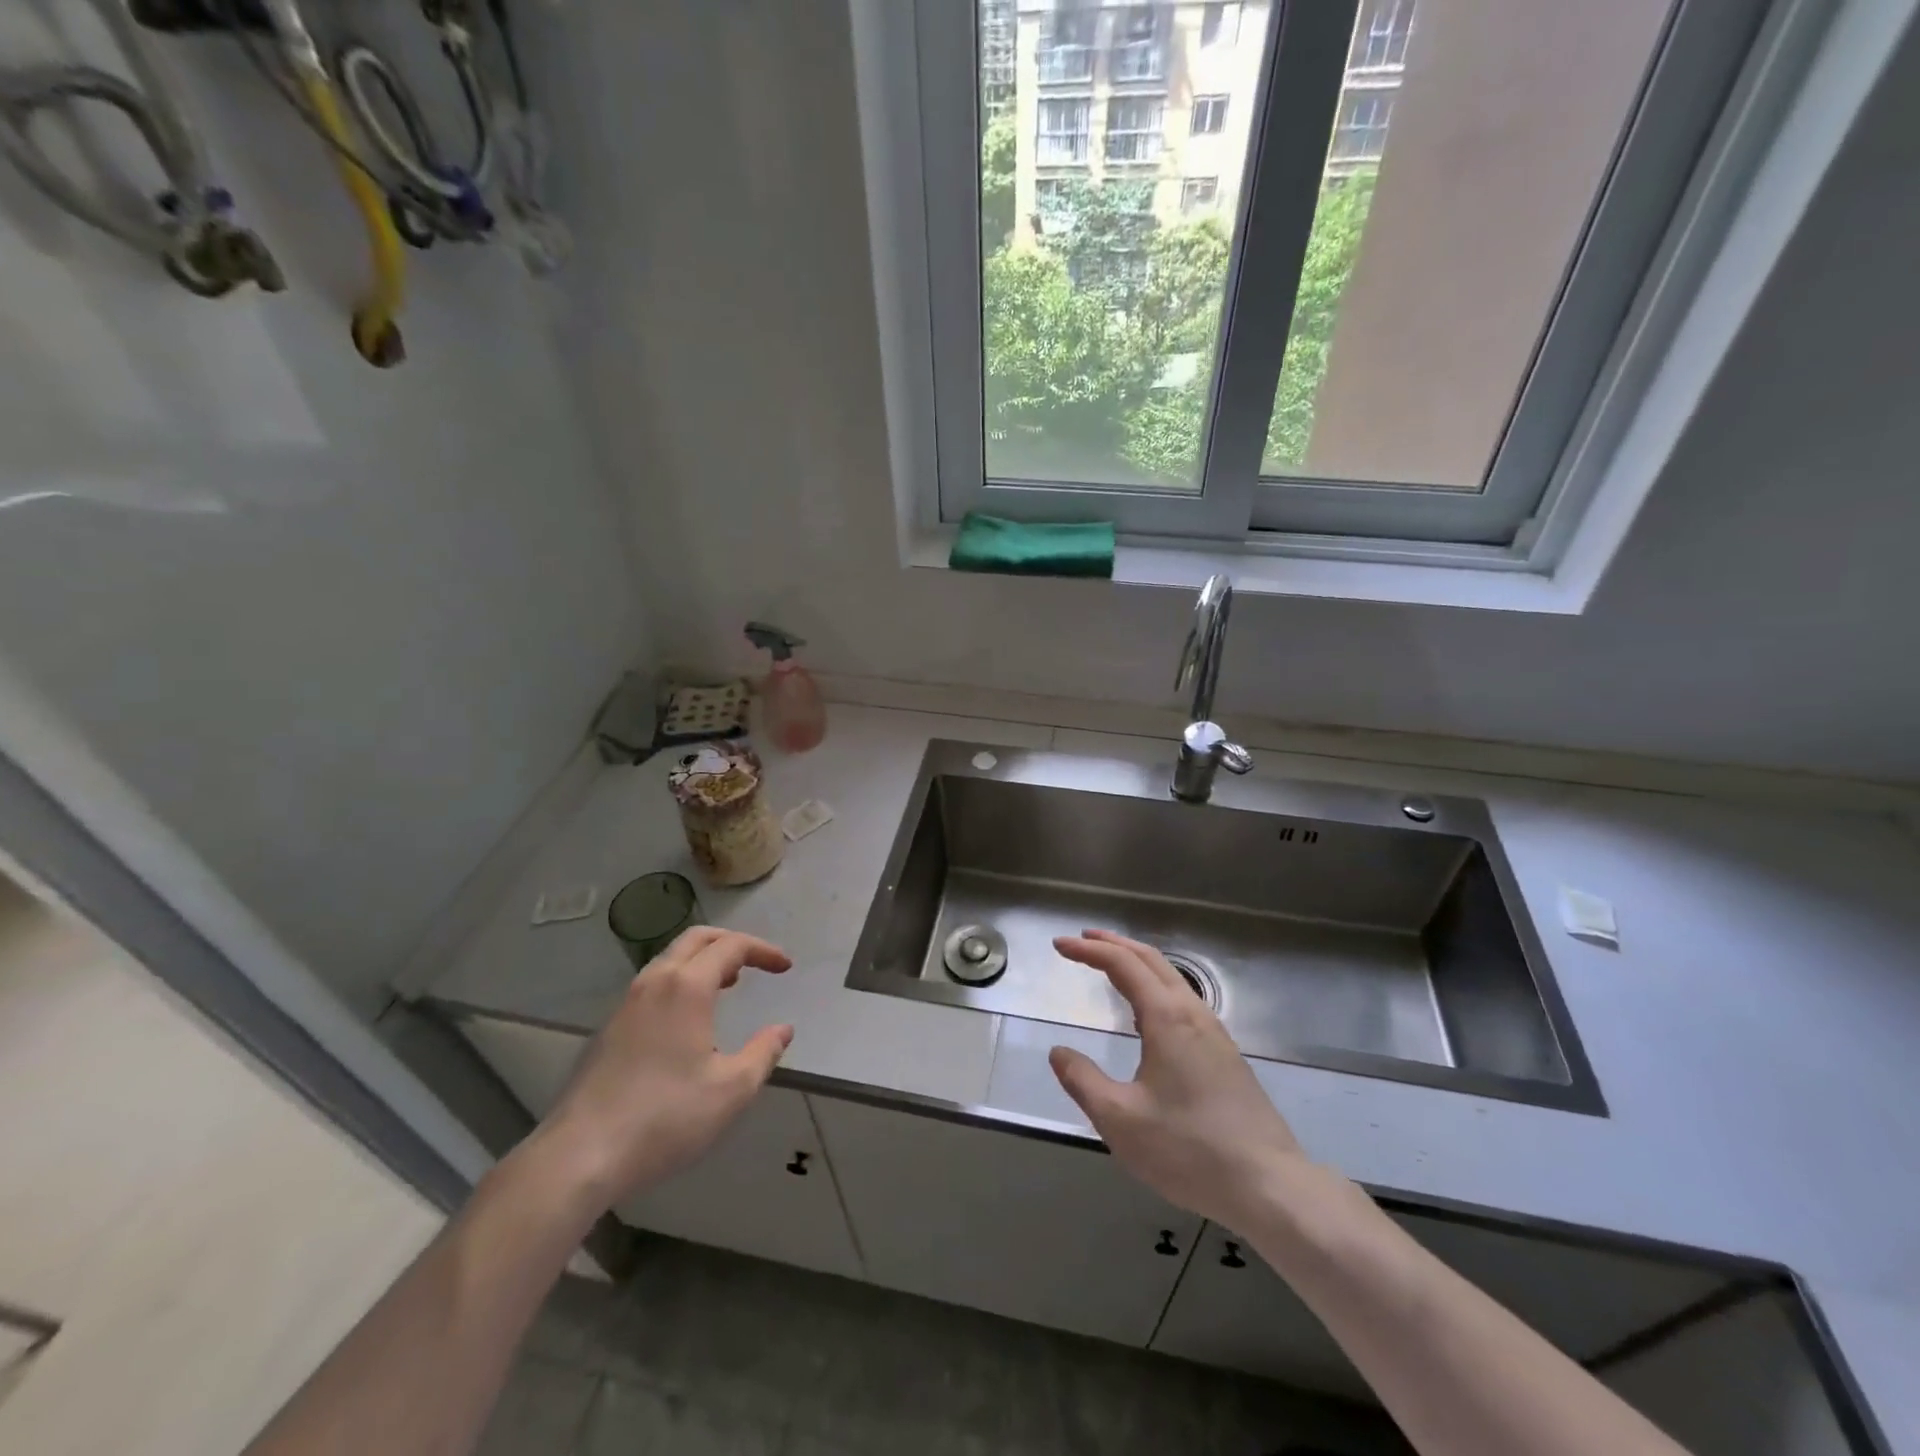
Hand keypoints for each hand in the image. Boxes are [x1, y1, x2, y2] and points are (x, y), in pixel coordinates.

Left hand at [537, 928, 792, 1209]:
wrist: (580, 1156)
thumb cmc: (665, 1118)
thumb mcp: (731, 1090)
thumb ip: (763, 1053)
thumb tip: (782, 1030)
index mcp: (686, 987)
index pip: (731, 946)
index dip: (763, 951)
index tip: (785, 968)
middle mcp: (654, 983)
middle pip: (695, 939)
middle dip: (730, 943)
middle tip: (756, 962)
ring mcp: (626, 1004)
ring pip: (669, 960)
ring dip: (703, 961)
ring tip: (727, 984)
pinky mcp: (608, 1029)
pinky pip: (652, 985)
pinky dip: (680, 982)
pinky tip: (688, 1019)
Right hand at [1049, 930, 1314, 1233]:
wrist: (1269, 1185)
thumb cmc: (1189, 1149)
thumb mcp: (1120, 1120)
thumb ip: (1083, 1081)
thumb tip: (1059, 1052)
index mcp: (1167, 1018)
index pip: (1122, 964)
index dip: (1088, 951)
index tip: (1059, 946)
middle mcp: (1192, 1014)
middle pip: (1151, 960)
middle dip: (1114, 944)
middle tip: (1082, 940)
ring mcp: (1215, 1033)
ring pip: (1171, 978)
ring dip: (1137, 962)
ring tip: (1110, 965)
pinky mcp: (1226, 1054)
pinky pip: (1183, 999)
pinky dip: (1155, 985)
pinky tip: (1147, 1011)